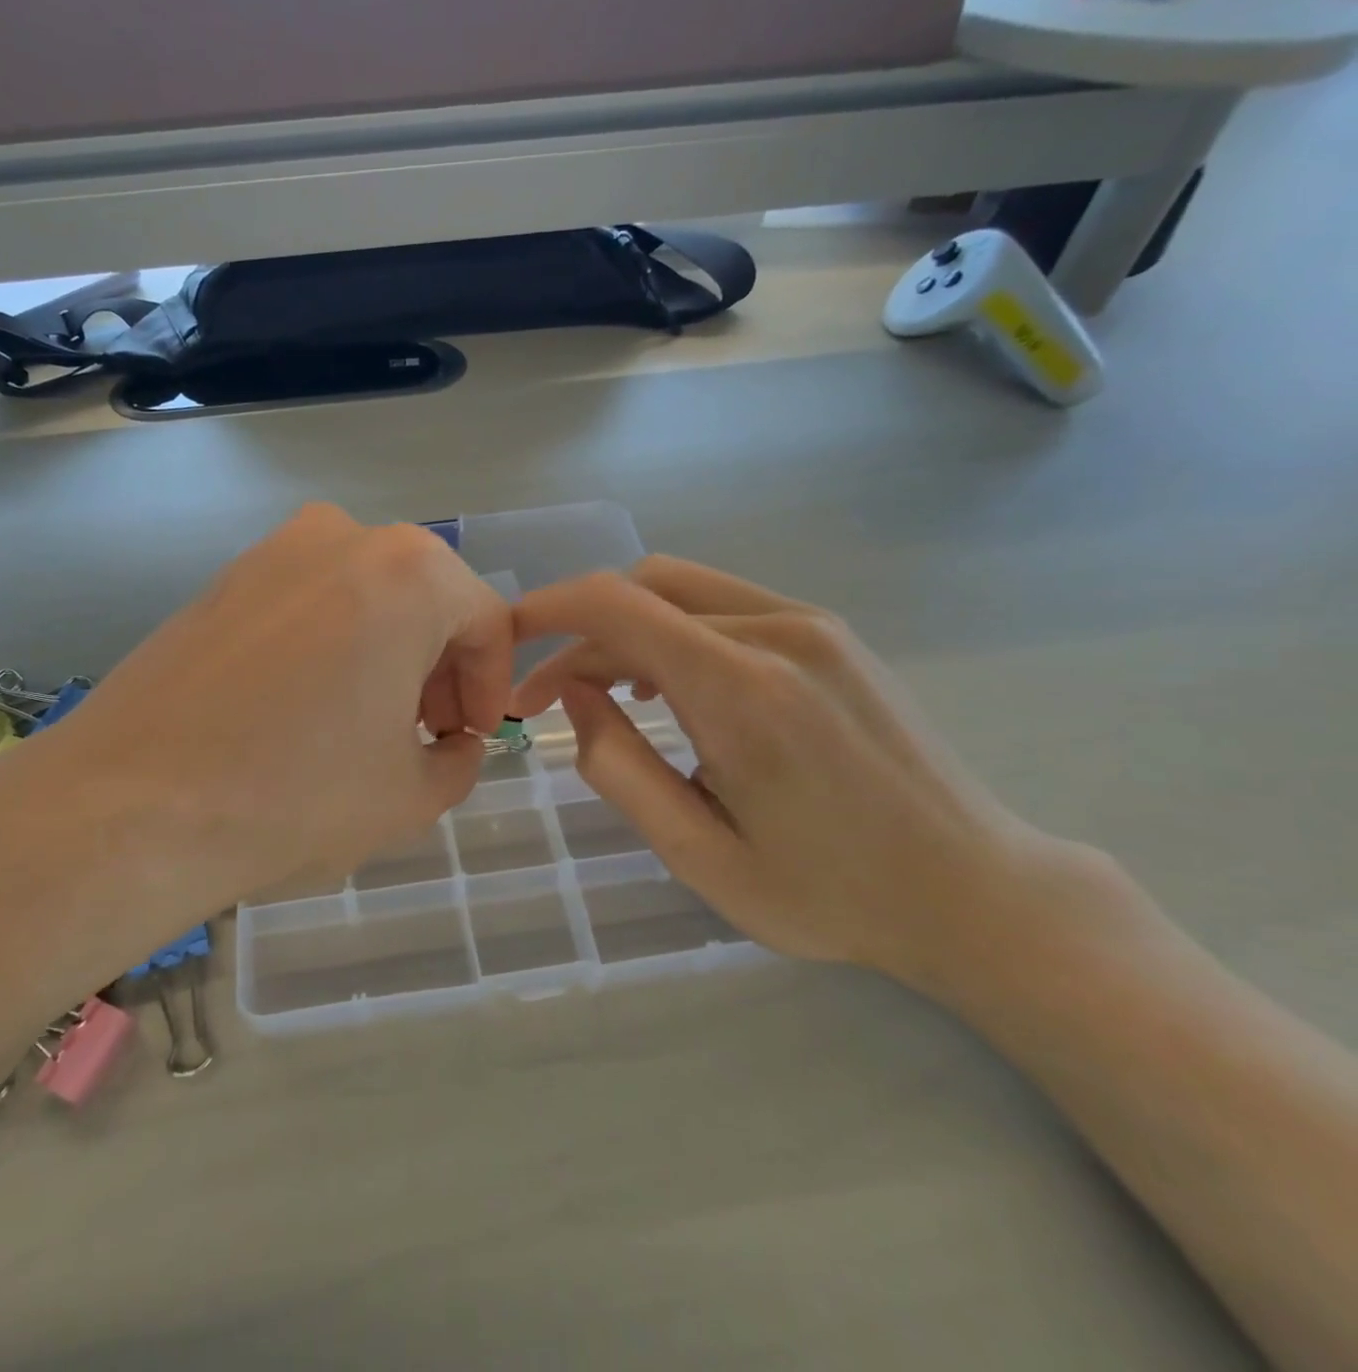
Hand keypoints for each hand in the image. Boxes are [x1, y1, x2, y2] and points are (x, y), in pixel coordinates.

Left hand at [0, 504, 512, 911]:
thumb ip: (458, 760)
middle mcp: (342, 537)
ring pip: (364, 598)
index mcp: (408, 572)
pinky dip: (329, 646)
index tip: (472, 738)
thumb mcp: (410, 795)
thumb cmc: (294, 794)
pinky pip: (306, 604)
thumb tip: (453, 743)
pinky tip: (305, 708)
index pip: (486, 621)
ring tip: (366, 725)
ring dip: (385, 654)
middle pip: (424, 601)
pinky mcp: (221, 579)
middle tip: (425, 734)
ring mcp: (272, 551)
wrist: (129, 804)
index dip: (490, 686)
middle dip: (438, 669)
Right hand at [511, 557, 1109, 990]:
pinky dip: (673, 630)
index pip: (617, 606)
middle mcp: (779, 633)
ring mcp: (813, 625)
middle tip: (553, 697)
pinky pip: (723, 605)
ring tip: (611, 694)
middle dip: (581, 632)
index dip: (546, 611)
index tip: (508, 643)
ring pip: (680, 590)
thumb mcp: (699, 857)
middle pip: (643, 587)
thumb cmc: (830, 893)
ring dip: (626, 630)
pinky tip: (672, 687)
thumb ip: (618, 768)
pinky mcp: (830, 634)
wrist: (974, 890)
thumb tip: (573, 693)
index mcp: (743, 691)